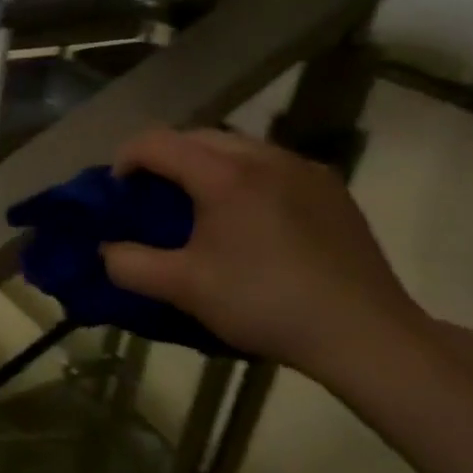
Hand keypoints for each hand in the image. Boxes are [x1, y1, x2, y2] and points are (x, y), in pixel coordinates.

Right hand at [101, 128, 435, 380]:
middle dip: (164, 158)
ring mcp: (304, 169)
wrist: (366, 335)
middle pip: (197, 136)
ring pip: (237, 147)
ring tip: (200, 205)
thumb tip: (106, 250)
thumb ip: (130, 264)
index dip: (126, 158)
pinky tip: (250, 218)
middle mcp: (264, 157)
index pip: (156, 142)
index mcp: (224, 174)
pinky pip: (271, 165)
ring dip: (205, 164)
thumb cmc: (266, 303)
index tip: (118, 191)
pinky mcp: (331, 189)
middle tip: (153, 196)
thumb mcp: (184, 288)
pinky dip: (244, 176)